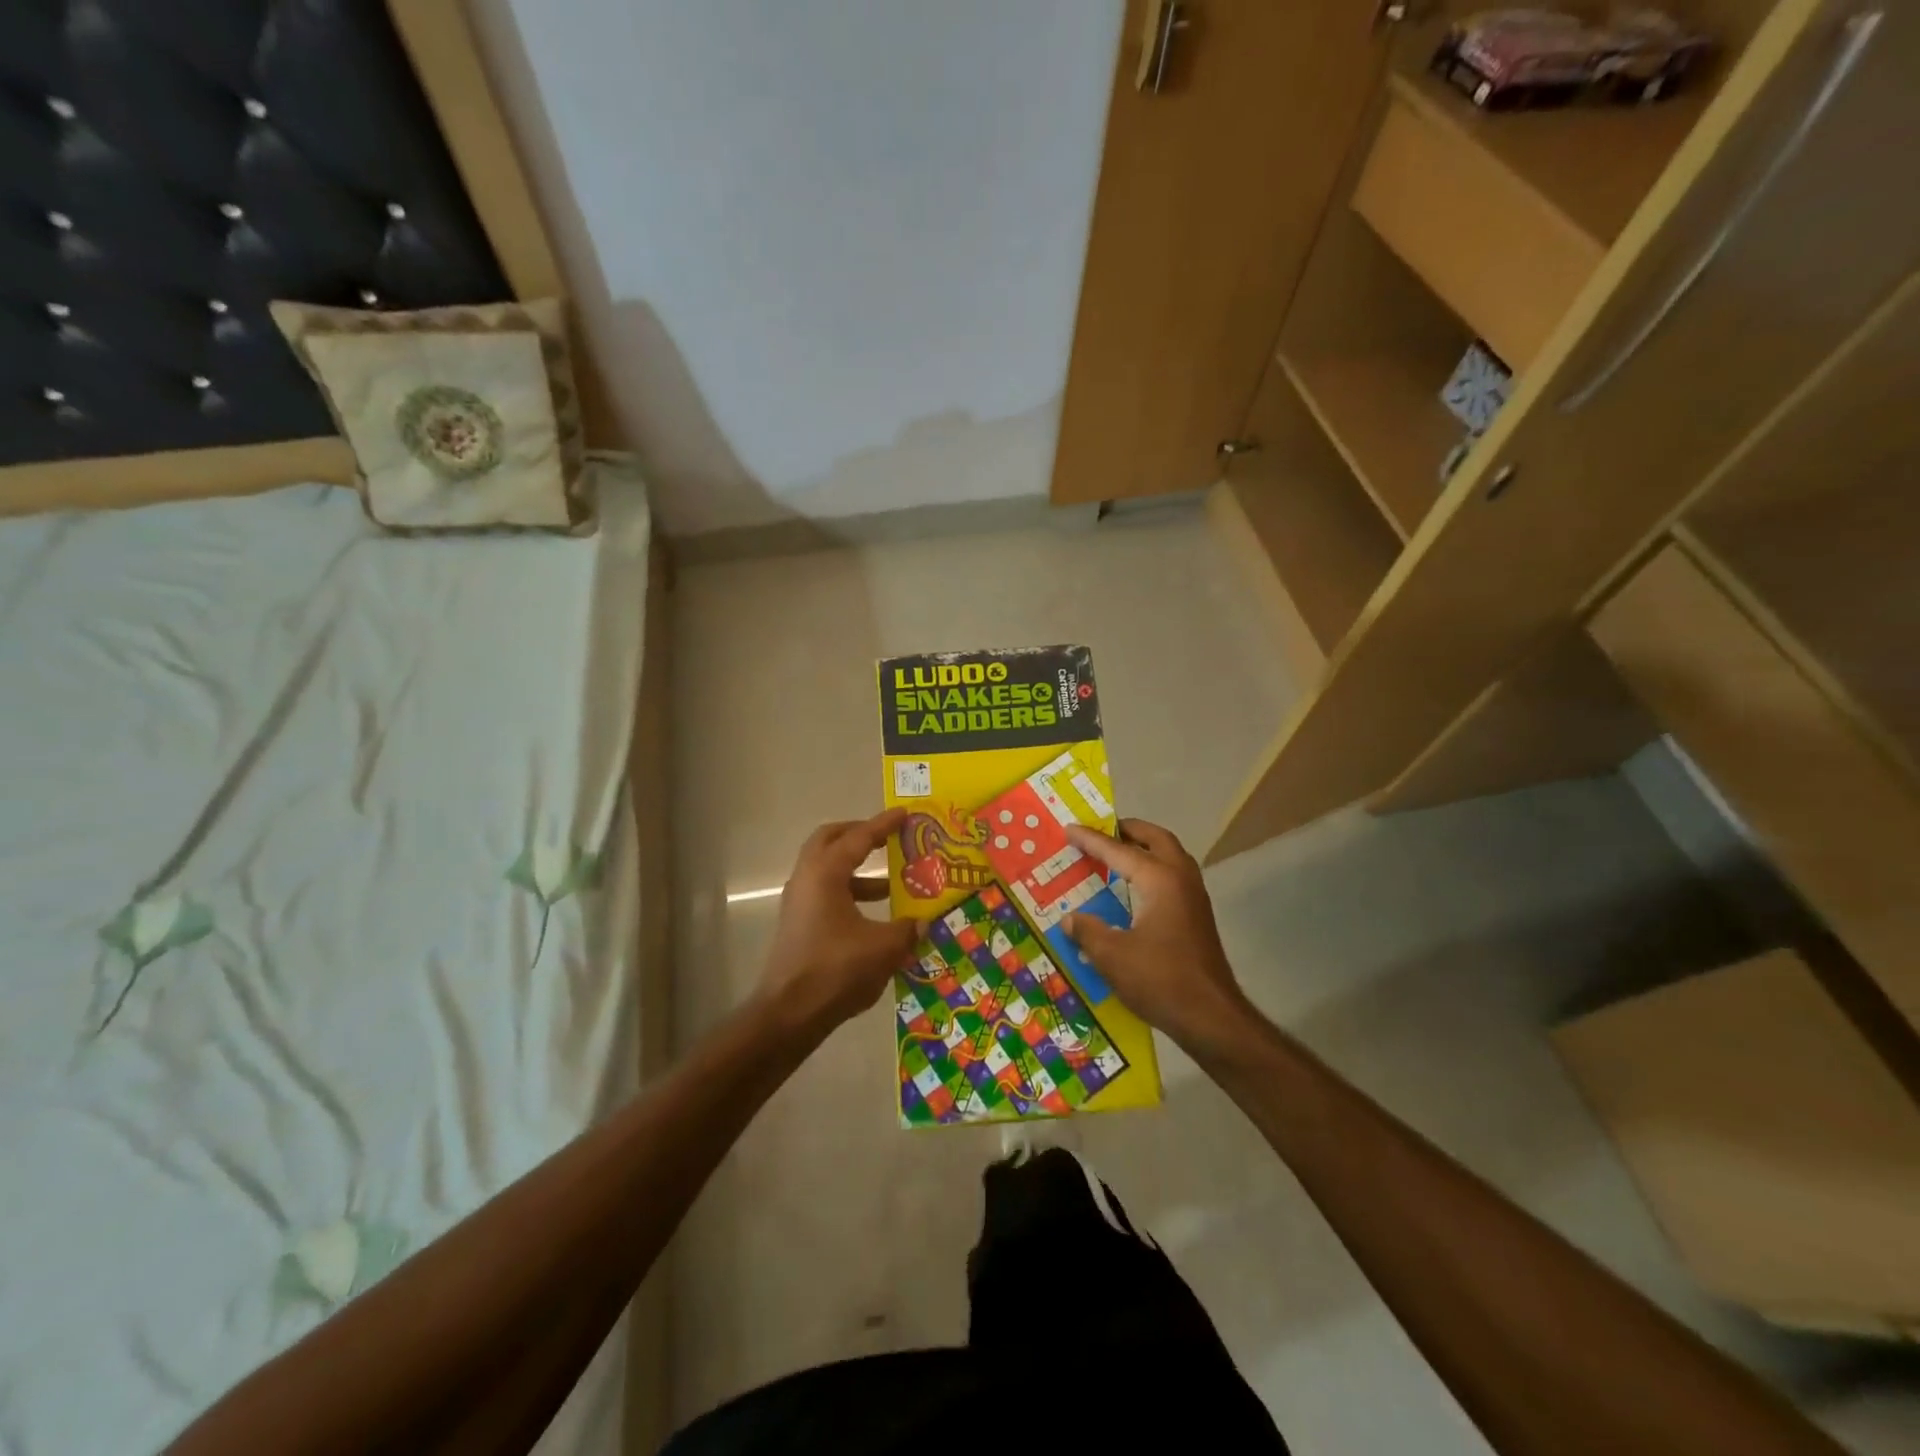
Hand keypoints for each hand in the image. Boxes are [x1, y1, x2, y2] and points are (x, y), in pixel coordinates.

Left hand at [758, 809, 920, 1035]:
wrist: (789, 1013)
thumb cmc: (836, 970)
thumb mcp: (883, 948)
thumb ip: (906, 929)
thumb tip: (922, 922)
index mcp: (825, 873)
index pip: (858, 837)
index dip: (883, 825)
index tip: (904, 813)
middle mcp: (807, 878)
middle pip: (830, 840)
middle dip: (859, 834)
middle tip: (887, 838)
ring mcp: (798, 901)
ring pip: (827, 868)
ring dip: (856, 869)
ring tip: (891, 884)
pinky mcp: (798, 924)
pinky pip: (825, 892)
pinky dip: (849, 892)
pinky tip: (874, 916)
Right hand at [1062, 819, 1253, 1052]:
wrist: (1212, 1017)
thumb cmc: (1160, 980)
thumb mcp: (1111, 956)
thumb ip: (1088, 931)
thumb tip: (1070, 918)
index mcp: (1159, 880)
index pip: (1118, 851)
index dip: (1091, 840)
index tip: (1070, 829)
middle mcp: (1181, 879)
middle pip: (1156, 840)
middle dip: (1129, 830)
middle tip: (1102, 831)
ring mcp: (1194, 898)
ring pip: (1171, 857)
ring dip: (1146, 848)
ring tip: (1118, 853)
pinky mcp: (1198, 917)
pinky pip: (1174, 877)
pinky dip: (1154, 869)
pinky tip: (1136, 889)